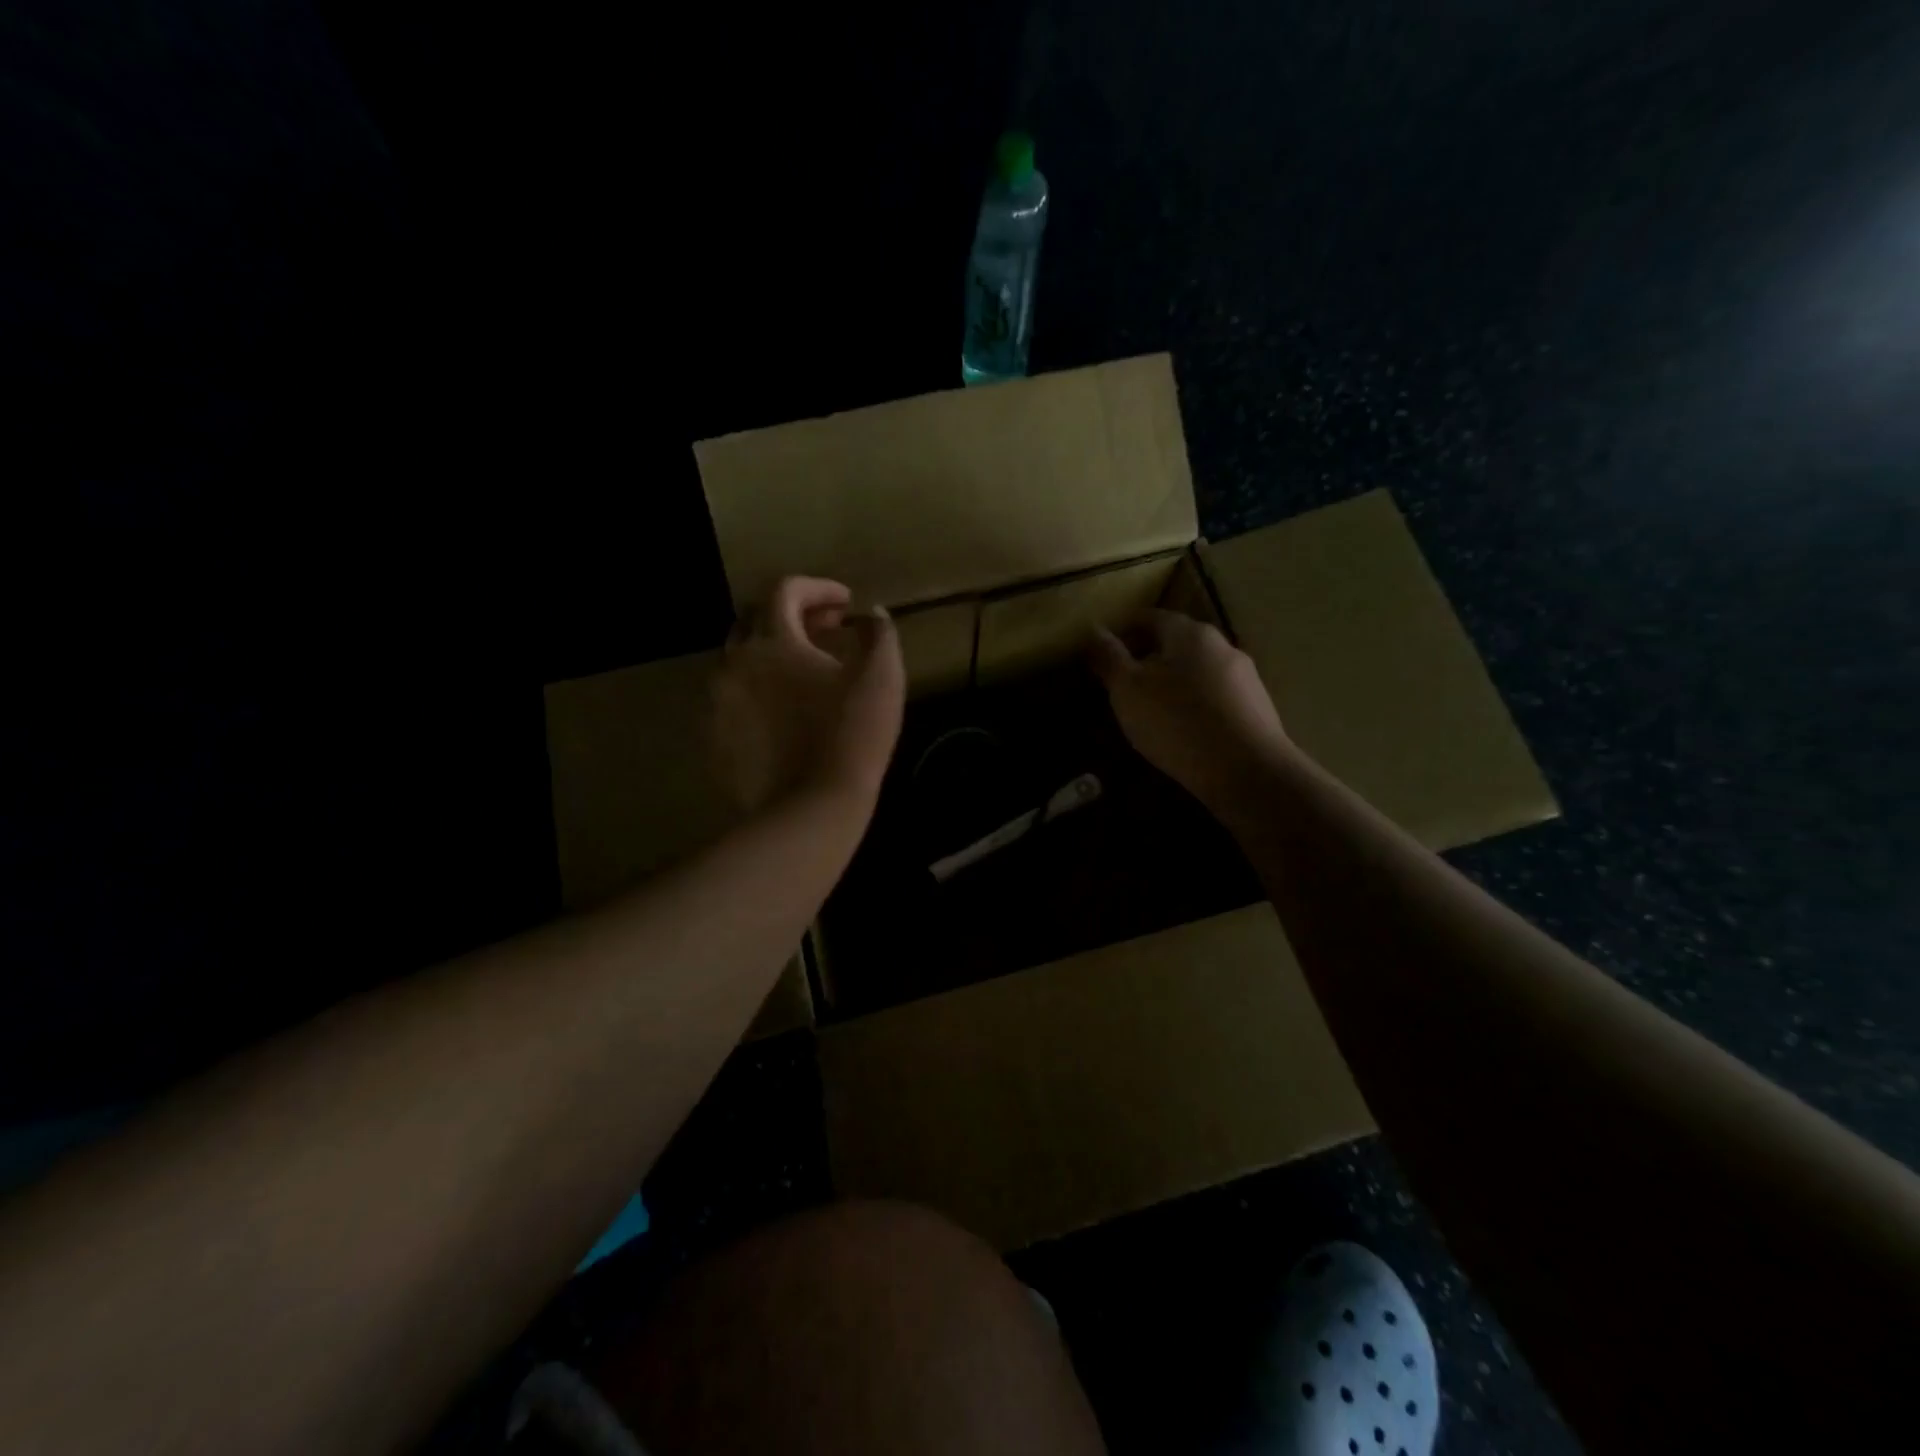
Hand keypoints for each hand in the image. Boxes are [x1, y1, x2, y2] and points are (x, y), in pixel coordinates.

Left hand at [712, 576, 905, 814]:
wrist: (811, 809)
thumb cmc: (852, 736)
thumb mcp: (882, 678)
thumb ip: (879, 634)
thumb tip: (871, 615)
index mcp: (772, 641)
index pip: (786, 590)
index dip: (819, 588)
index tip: (847, 603)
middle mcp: (734, 662)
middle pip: (755, 618)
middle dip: (792, 615)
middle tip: (826, 630)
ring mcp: (717, 702)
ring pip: (740, 659)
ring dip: (771, 652)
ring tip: (804, 671)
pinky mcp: (714, 736)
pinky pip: (733, 697)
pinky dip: (758, 689)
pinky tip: (783, 711)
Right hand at [1091, 608, 1290, 808]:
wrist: (1247, 772)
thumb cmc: (1177, 722)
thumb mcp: (1128, 689)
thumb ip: (1109, 657)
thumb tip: (1093, 629)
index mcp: (1189, 633)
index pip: (1149, 617)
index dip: (1121, 631)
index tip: (1101, 652)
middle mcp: (1222, 645)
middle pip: (1175, 643)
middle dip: (1147, 658)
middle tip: (1121, 685)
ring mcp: (1245, 677)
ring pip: (1197, 670)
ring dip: (1171, 683)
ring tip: (1149, 711)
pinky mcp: (1256, 708)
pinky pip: (1214, 697)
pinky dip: (1193, 704)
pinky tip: (1182, 730)